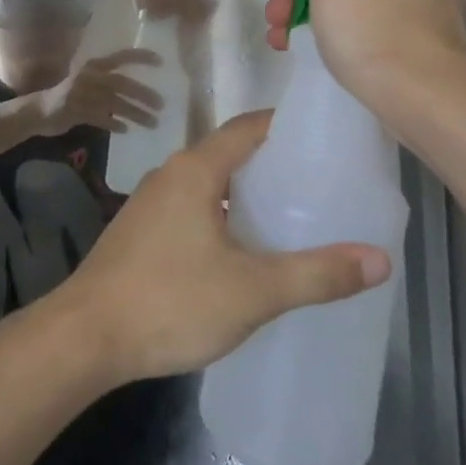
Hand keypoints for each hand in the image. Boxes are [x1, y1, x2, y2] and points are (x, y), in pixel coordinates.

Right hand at [33, 49, 162, 133]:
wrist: (39, 111)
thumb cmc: (69, 95)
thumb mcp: (88, 81)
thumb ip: (108, 82)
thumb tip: (140, 90)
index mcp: (93, 66)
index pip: (120, 57)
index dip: (140, 57)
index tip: (161, 62)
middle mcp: (88, 76)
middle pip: (121, 83)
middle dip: (143, 94)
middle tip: (161, 104)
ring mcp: (80, 94)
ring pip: (114, 103)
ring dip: (136, 113)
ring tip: (152, 122)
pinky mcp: (74, 111)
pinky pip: (100, 118)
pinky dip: (114, 123)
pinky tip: (125, 129)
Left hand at [56, 112, 391, 383]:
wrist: (85, 337)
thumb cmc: (170, 302)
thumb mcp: (253, 291)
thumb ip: (317, 273)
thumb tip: (380, 259)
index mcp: (196, 169)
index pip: (249, 127)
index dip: (288, 127)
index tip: (327, 142)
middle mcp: (171, 174)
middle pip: (232, 154)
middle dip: (275, 166)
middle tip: (323, 186)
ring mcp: (151, 203)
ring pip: (211, 185)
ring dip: (248, 195)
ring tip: (293, 219)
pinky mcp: (142, 232)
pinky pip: (193, 208)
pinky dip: (224, 216)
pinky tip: (245, 251)